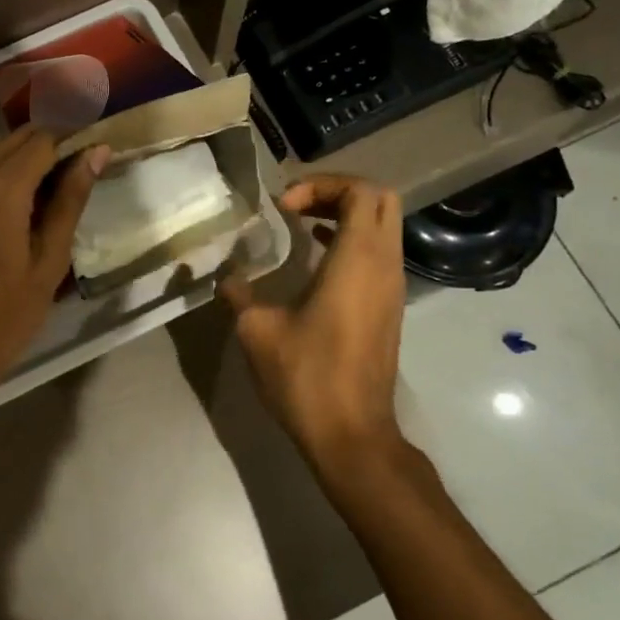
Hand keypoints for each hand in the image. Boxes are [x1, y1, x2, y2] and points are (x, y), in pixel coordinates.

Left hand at [0, 126, 109, 406]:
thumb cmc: (4, 317)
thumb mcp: (49, 261)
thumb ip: (70, 201)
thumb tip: (97, 153)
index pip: (43, 140)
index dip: (74, 139)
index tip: (99, 152)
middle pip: (15, 140)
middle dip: (50, 144)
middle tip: (82, 170)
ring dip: (23, 157)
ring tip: (54, 187)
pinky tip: (18, 202)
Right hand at [219, 175, 407, 477]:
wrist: (351, 434)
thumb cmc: (306, 376)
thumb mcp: (258, 330)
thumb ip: (239, 294)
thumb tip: (226, 277)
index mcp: (358, 260)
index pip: (361, 191)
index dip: (322, 185)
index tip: (284, 207)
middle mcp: (384, 265)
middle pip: (381, 200)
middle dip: (339, 191)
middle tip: (298, 205)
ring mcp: (392, 288)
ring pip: (383, 227)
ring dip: (346, 216)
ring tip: (301, 224)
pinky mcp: (389, 308)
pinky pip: (379, 253)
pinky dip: (352, 241)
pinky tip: (315, 257)